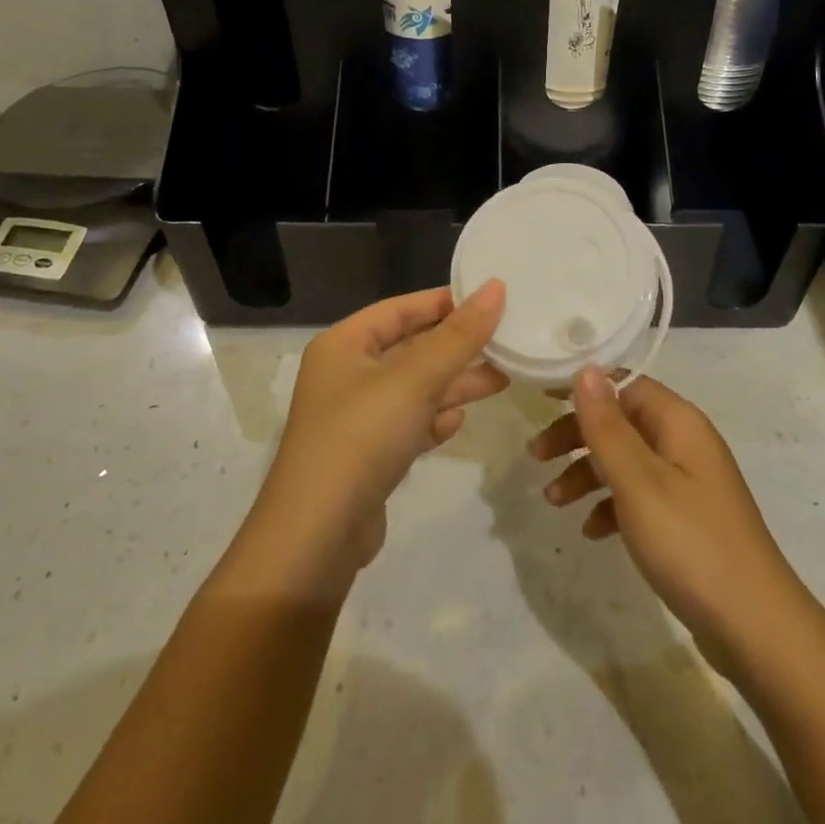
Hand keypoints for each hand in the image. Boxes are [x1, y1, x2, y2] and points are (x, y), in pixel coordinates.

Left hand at [252, 282, 507, 577]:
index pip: (400, 308)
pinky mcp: (367, 455)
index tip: (490, 300)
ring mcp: (355, 417)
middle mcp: (346, 374)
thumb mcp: (416, 379)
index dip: (444, 301)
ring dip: (454, 384)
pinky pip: (408, 423)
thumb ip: (460, 335)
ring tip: (501, 380)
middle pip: (410, 348)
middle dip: (456, 347)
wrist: (318, 536)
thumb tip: (496, 287)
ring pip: (414, 388)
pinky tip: (459, 422)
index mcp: (344, 344)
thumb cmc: (363, 436)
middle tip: (506, 343)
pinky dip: (434, 419)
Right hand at [531, 367, 805, 667]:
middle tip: (536, 456)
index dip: (583, 388)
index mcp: (678, 422)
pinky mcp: (686, 518)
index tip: (540, 398)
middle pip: (621, 421)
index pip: (624, 384)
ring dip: (587, 473)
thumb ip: (608, 426)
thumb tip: (587, 368)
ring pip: (626, 460)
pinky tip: (591, 531)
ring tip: (552, 501)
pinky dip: (610, 505)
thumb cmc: (689, 543)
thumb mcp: (638, 481)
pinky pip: (639, 496)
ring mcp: (688, 482)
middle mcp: (685, 443)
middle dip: (577, 435)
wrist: (755, 628)